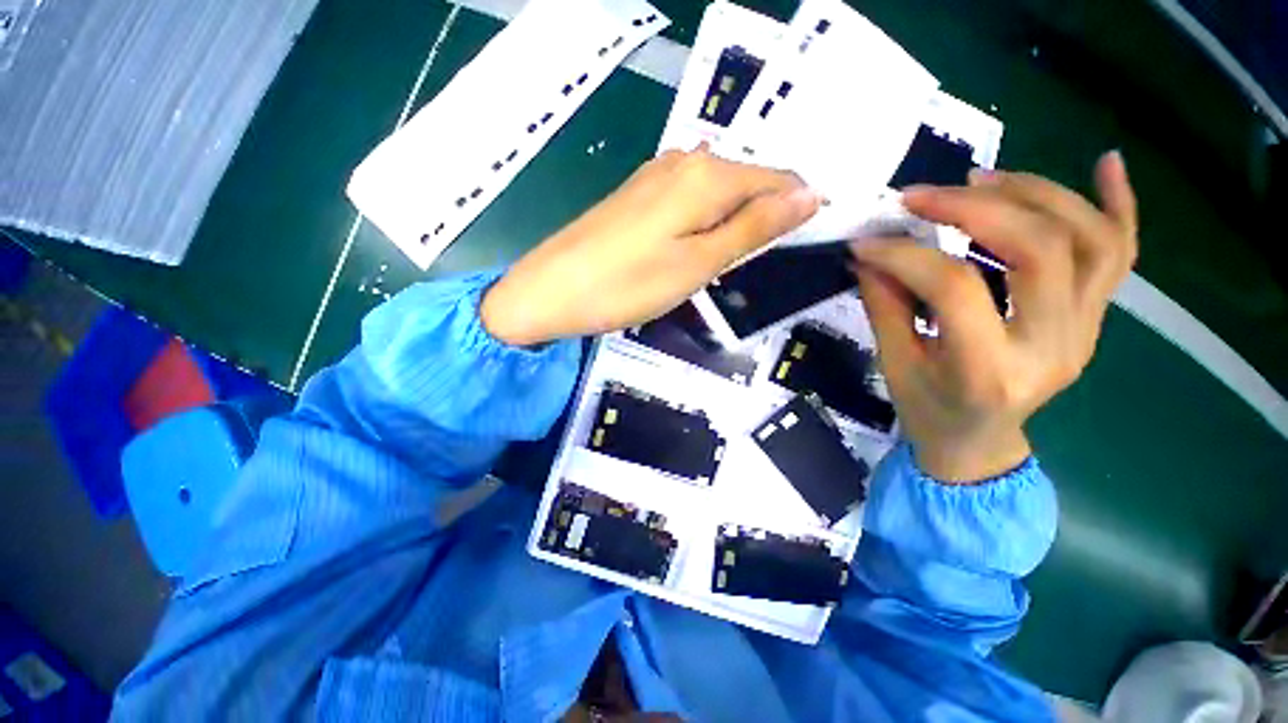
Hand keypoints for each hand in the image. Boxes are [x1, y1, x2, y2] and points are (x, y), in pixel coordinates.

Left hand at [481, 147, 820, 345]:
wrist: (551, 289)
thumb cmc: (628, 284)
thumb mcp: (700, 262)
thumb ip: (754, 227)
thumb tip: (809, 195)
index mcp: (706, 174)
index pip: (777, 178)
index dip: (797, 208)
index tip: (804, 242)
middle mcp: (684, 160)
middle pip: (746, 182)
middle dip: (761, 217)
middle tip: (753, 264)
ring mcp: (656, 175)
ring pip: (717, 192)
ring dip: (731, 223)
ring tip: (725, 262)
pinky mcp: (638, 194)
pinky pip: (689, 201)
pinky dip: (703, 223)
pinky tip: (694, 248)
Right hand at [852, 151, 1137, 482]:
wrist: (978, 442)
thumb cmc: (928, 410)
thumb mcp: (893, 364)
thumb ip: (884, 305)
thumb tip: (869, 253)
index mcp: (989, 371)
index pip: (955, 289)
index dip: (905, 255)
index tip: (866, 241)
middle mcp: (1054, 347)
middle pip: (1039, 249)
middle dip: (977, 208)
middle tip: (924, 196)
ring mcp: (1085, 330)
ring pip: (1089, 239)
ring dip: (1035, 194)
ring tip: (982, 179)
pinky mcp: (1094, 319)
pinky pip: (1121, 256)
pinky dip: (1119, 205)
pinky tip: (1106, 162)